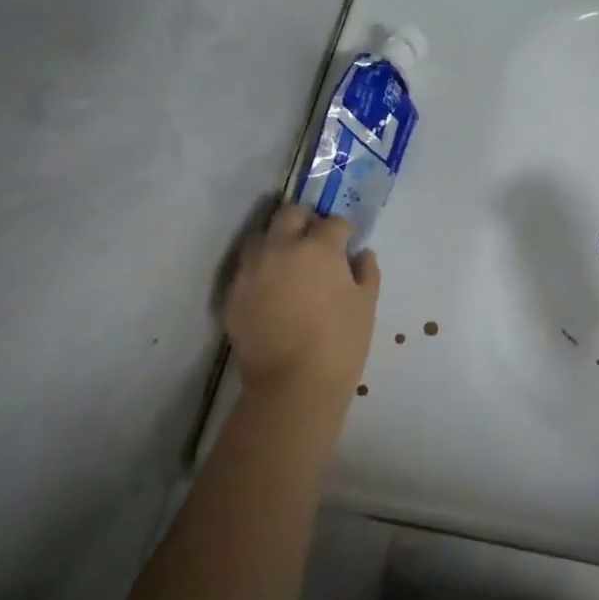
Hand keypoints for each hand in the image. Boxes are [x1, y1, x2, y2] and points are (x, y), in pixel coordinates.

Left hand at [223, 206, 380, 406]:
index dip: (344, 232)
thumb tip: (361, 255)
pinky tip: (270, 290)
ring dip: (277, 240)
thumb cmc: (340, 344)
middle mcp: (280, 247)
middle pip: (290, 214)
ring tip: (288, 262)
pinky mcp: (232, 293)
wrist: (292, 386)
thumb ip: (367, 272)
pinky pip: (246, 269)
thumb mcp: (367, 305)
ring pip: (260, 236)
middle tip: (315, 242)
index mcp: (319, 247)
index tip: (347, 245)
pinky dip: (259, 270)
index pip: (334, 222)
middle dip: (306, 221)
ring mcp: (251, 269)